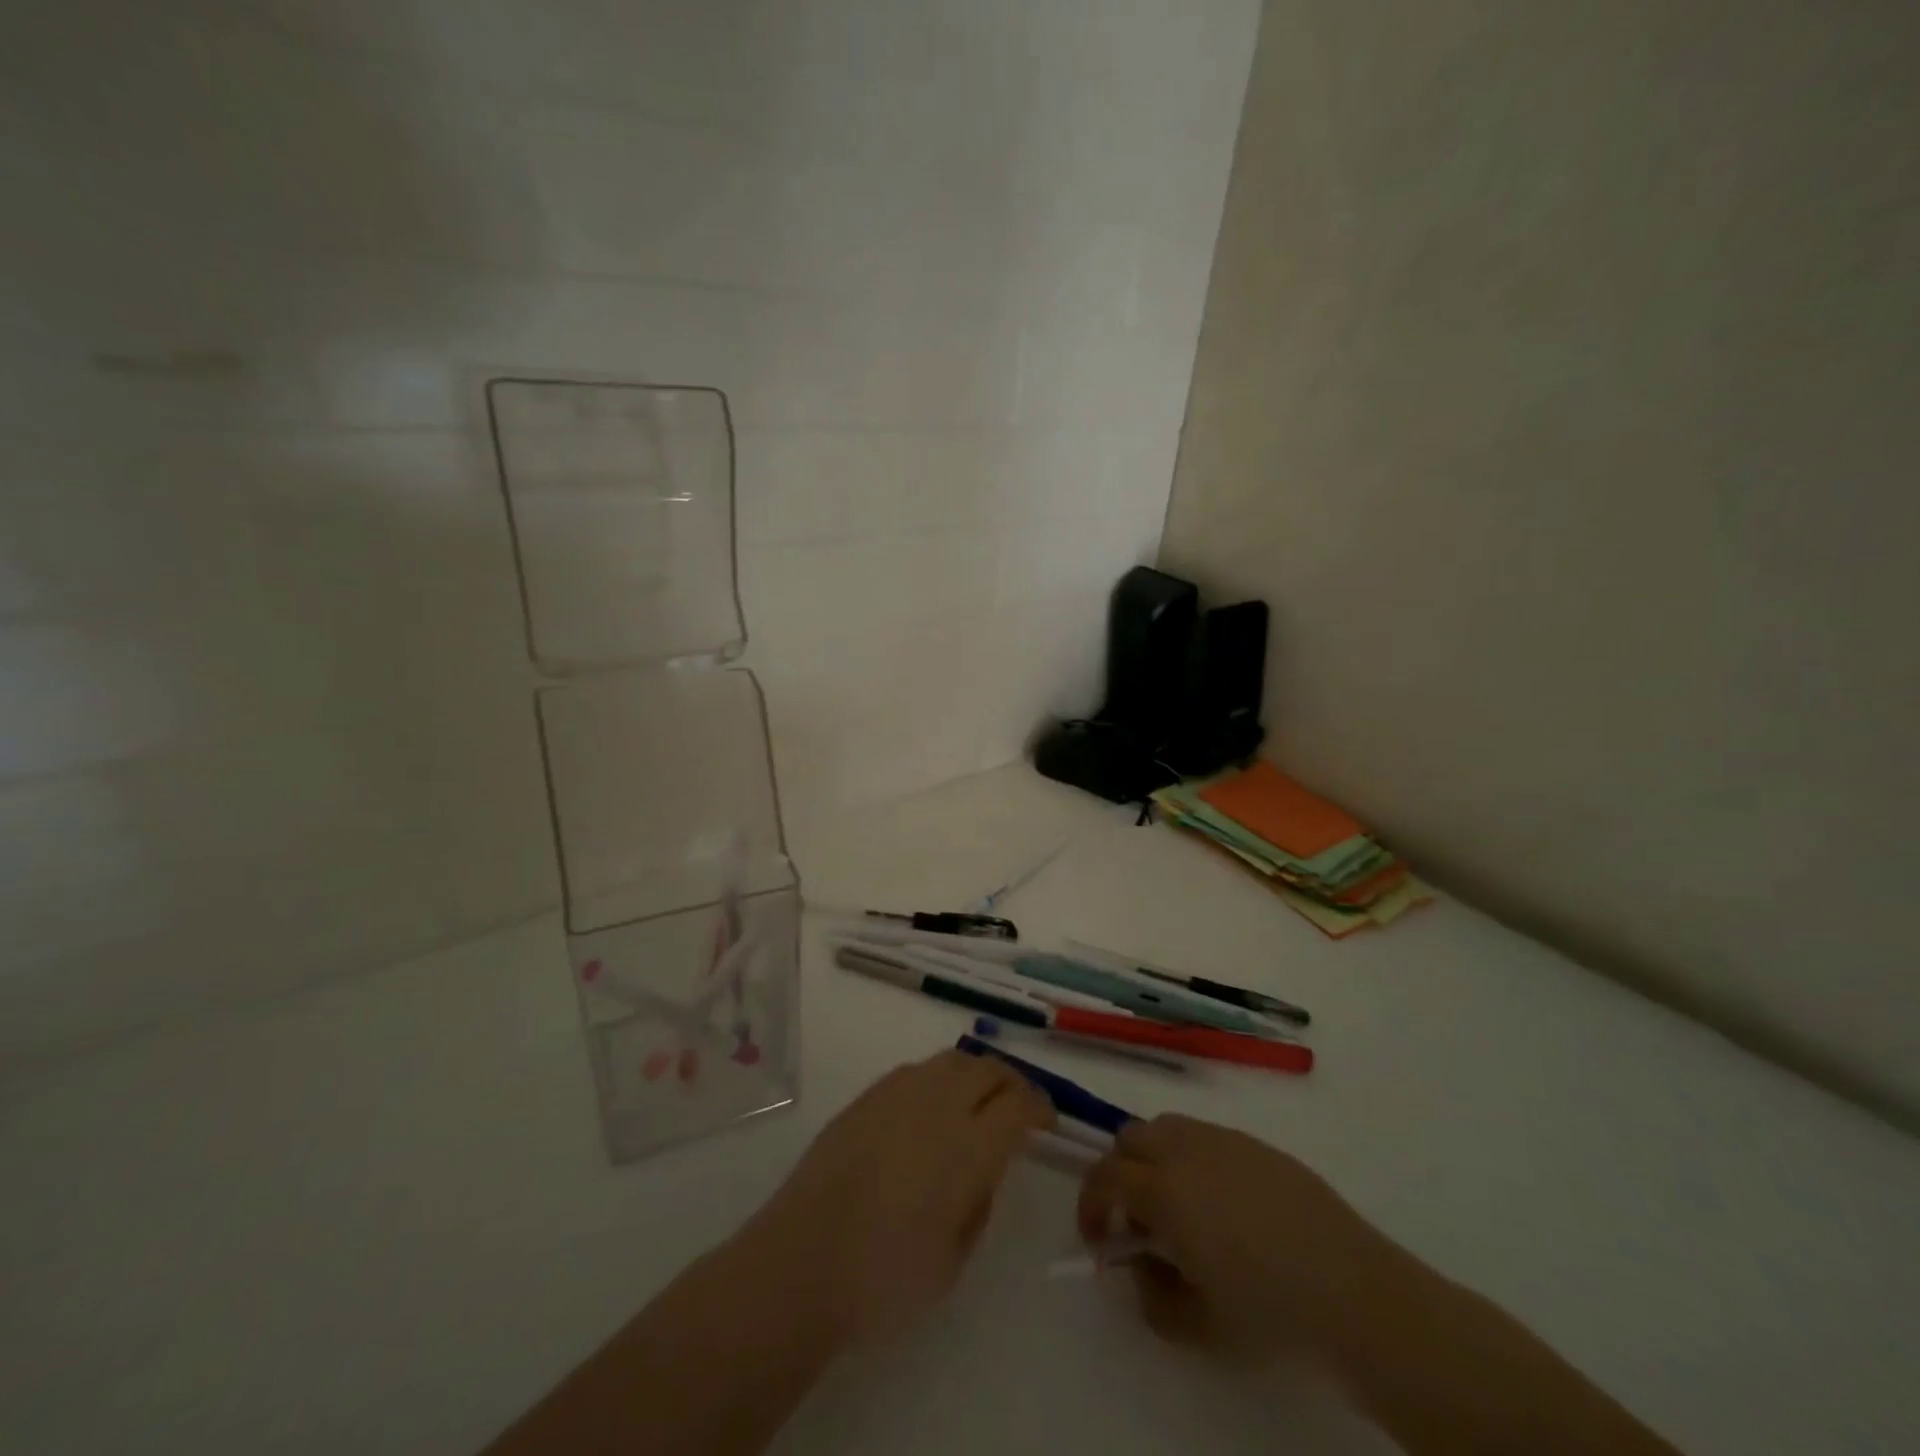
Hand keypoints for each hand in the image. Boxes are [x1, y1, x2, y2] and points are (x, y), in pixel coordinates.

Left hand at [751, 1051, 1051, 1344]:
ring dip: (975, 1074)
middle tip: (1018, 1105)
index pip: (1019, 1105)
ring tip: (977, 1100)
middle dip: (1011, 1082)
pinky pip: (916, 1070)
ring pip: (952, 1060)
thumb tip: (982, 1170)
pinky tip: (931, 1108)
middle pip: (987, 1069)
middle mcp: (938, 1104)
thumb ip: (978, 1204)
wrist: (800, 1261)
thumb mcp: (953, 1260)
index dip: (1040, 1107)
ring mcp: (898, 1093)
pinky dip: (938, 1079)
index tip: (1047, 1120)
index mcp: (969, 1145)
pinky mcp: (867, 1096)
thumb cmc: (884, 1279)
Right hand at [1078, 1114, 1398, 1362]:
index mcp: (1164, 1189)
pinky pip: (1205, 1136)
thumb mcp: (1197, 1327)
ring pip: (1166, 1128)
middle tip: (1137, 1221)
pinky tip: (1223, 1205)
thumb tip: (1139, 1264)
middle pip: (1129, 1138)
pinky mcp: (1256, 1144)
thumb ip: (1151, 1295)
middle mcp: (1186, 1149)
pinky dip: (1192, 1159)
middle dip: (1120, 1174)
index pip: (1104, 1176)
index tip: (1099, 1239)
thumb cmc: (1270, 1314)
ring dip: (1154, 1160)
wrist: (1356, 1294)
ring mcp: (1223, 1140)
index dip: (1090, 1205)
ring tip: (1179, 1208)